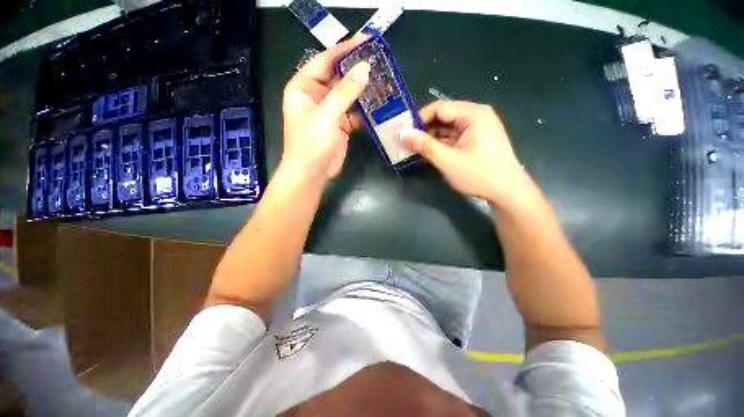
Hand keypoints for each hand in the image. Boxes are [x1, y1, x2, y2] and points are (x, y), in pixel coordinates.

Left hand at [281, 37, 370, 184]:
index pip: (324, 61)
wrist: (312, 174)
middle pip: (338, 77)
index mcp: (304, 87)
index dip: (344, 50)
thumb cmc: (311, 144)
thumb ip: (345, 92)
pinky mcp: (340, 125)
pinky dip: (365, 110)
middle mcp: (316, 96)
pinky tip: (379, 104)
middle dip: (357, 70)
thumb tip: (364, 68)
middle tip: (380, 61)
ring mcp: (330, 111)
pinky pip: (354, 112)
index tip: (365, 40)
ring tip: (384, 81)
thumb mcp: (326, 115)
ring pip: (349, 95)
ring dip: (364, 90)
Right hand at [400, 101, 527, 206]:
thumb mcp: (448, 161)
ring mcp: (477, 128)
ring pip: (447, 128)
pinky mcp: (475, 140)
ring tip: (414, 149)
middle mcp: (476, 116)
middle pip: (443, 117)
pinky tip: (429, 153)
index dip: (419, 119)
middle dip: (424, 130)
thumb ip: (424, 146)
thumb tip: (402, 135)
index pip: (439, 108)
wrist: (507, 192)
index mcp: (473, 114)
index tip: (404, 133)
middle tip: (406, 143)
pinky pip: (453, 137)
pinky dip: (440, 144)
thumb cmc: (479, 175)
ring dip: (431, 138)